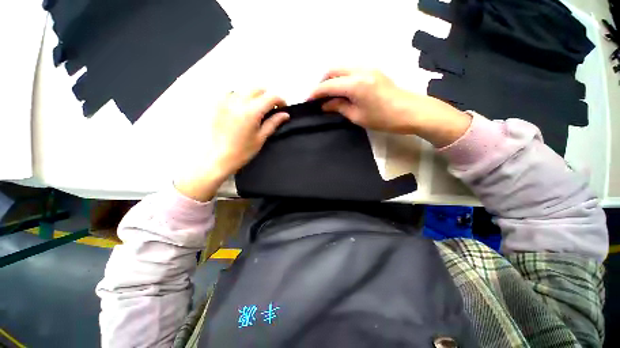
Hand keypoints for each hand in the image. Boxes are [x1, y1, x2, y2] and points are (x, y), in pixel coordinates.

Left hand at [174, 90, 288, 201]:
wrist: (218, 158)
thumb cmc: (241, 151)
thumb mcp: (261, 138)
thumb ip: (273, 123)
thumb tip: (285, 115)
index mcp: (251, 111)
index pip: (271, 97)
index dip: (280, 100)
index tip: (283, 107)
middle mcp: (238, 101)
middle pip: (258, 89)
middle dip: (268, 96)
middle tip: (271, 108)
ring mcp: (226, 101)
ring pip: (245, 89)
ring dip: (255, 96)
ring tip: (257, 110)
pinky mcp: (217, 104)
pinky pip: (232, 93)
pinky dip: (241, 98)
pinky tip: (242, 109)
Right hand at [308, 68, 471, 146]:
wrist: (410, 111)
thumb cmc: (383, 119)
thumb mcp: (357, 116)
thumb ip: (339, 107)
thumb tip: (325, 104)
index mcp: (355, 84)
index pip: (329, 85)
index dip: (316, 92)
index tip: (308, 100)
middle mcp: (360, 71)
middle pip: (334, 70)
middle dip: (323, 82)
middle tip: (318, 97)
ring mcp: (368, 68)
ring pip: (342, 68)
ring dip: (332, 78)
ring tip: (329, 94)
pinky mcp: (373, 70)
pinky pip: (351, 70)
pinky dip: (342, 77)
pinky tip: (342, 90)